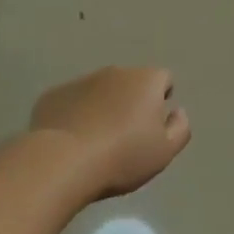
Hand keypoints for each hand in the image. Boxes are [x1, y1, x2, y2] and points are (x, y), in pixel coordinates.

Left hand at [30, 66, 190, 200]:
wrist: (63, 162)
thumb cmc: (123, 156)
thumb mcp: (165, 151)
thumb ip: (180, 128)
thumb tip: (177, 111)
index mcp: (146, 80)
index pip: (164, 78)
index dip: (162, 98)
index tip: (154, 124)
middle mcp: (115, 72)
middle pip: (130, 82)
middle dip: (131, 101)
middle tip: (126, 135)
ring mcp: (81, 81)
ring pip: (99, 90)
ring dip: (102, 107)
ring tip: (96, 141)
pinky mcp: (53, 95)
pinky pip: (71, 101)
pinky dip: (75, 114)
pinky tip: (71, 140)